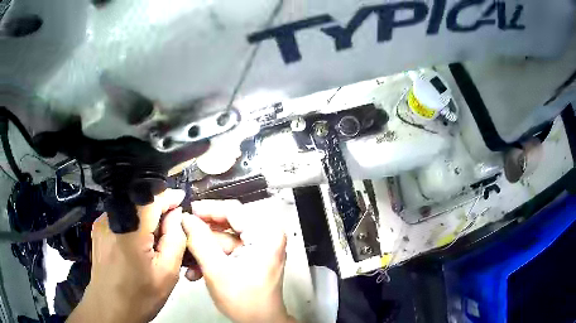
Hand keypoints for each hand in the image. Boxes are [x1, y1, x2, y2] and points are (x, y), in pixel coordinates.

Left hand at [67, 189, 186, 322]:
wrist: (109, 308)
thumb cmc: (140, 296)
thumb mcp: (167, 273)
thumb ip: (175, 239)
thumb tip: (176, 215)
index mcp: (130, 230)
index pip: (152, 197)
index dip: (169, 196)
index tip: (182, 200)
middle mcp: (111, 218)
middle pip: (140, 200)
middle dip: (159, 207)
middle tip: (172, 226)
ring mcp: (102, 222)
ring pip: (130, 207)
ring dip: (146, 216)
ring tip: (155, 239)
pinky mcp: (98, 228)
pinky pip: (120, 216)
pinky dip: (133, 222)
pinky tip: (138, 243)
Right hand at [183, 200, 295, 322]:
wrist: (260, 322)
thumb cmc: (246, 302)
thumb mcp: (216, 270)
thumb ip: (199, 241)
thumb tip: (187, 220)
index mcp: (266, 234)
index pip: (233, 210)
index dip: (207, 209)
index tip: (188, 212)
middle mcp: (267, 236)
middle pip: (228, 223)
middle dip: (203, 233)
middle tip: (184, 232)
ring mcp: (260, 246)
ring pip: (225, 237)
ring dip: (204, 248)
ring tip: (187, 257)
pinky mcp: (253, 256)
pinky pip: (229, 249)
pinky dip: (213, 256)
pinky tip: (197, 268)